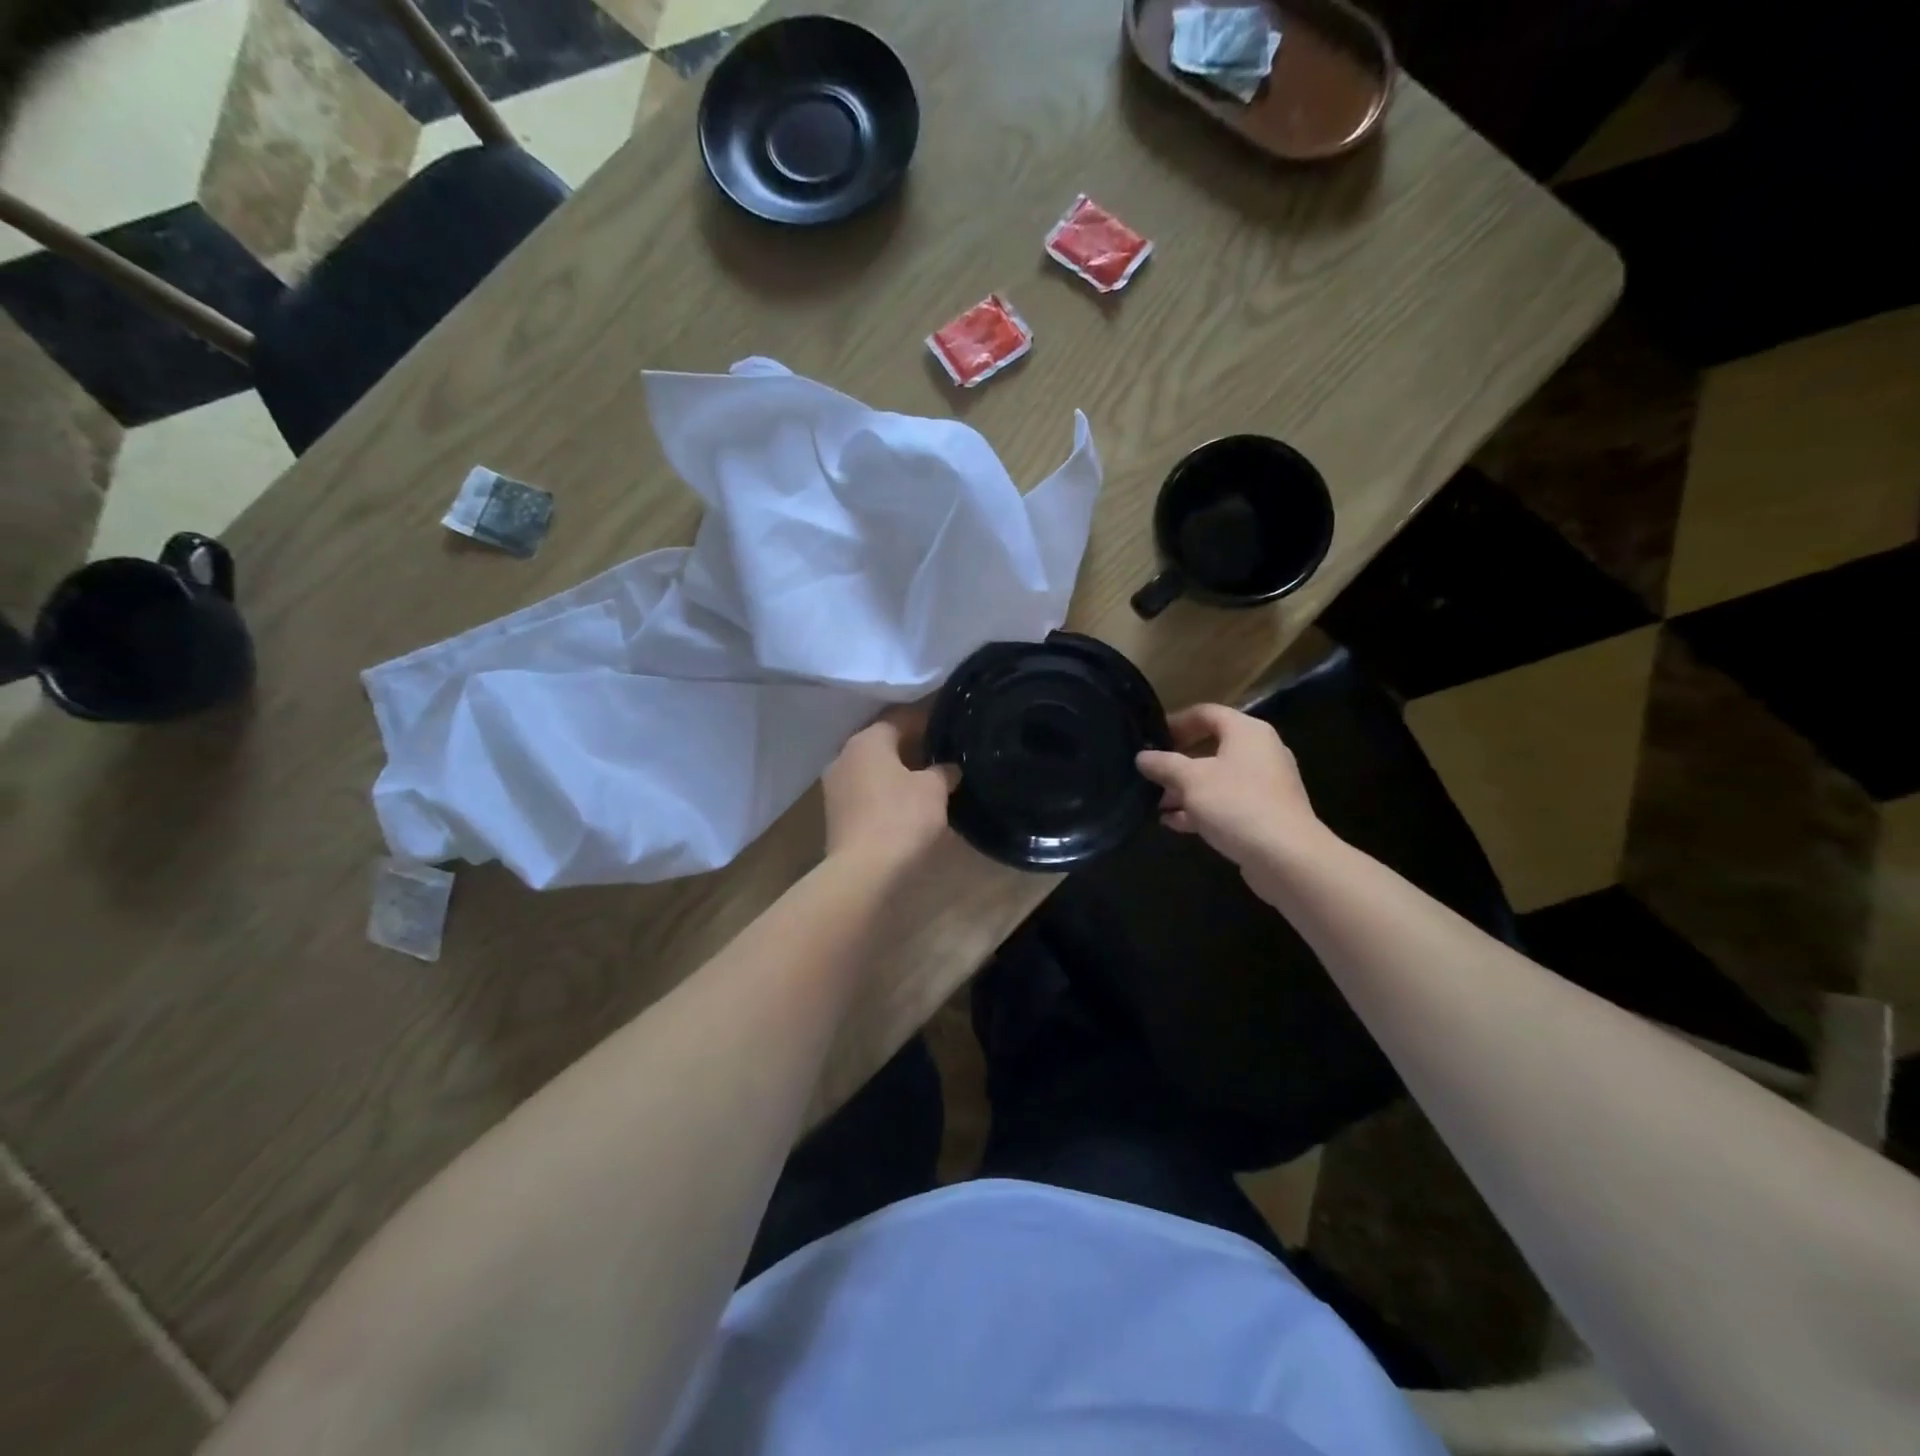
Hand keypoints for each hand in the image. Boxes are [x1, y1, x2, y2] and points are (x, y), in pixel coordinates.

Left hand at [822, 707, 959, 873]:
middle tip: (941, 753)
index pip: (899, 718)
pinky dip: (885, 792)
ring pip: (872, 769)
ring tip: (927, 780)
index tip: (948, 726)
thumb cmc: (901, 818)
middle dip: (911, 747)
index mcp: (867, 740)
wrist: (863, 871)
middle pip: (883, 743)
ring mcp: (834, 786)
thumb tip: (948, 768)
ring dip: (897, 772)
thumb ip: (943, 771)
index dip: (926, 720)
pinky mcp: (835, 814)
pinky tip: (907, 803)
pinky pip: (866, 792)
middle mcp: (844, 755)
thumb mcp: (934, 790)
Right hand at [1136, 704, 1321, 873]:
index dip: (1176, 722)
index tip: (1151, 739)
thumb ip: (1164, 764)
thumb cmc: (1236, 804)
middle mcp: (1260, 752)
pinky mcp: (1265, 813)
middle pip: (1211, 747)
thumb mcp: (1191, 780)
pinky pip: (1227, 802)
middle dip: (1178, 763)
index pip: (1206, 713)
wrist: (1286, 856)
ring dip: (1186, 790)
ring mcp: (1266, 784)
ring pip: (1218, 778)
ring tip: (1157, 804)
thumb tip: (1142, 756)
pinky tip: (1175, 823)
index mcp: (1247, 732)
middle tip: (1151, 775)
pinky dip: (1202, 808)